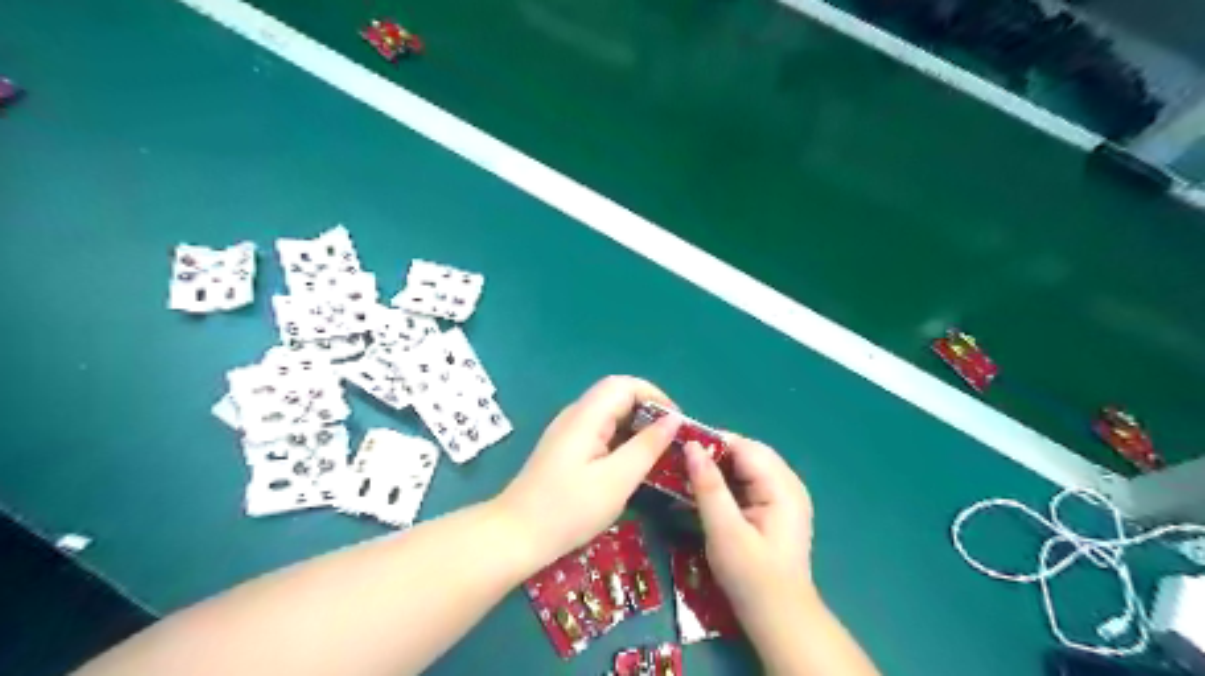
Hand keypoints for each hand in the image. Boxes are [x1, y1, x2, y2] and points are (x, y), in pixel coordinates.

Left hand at [489, 377, 675, 566]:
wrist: (514, 536)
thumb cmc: (568, 510)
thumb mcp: (616, 480)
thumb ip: (647, 446)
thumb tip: (673, 419)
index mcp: (586, 416)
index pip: (625, 385)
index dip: (655, 396)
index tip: (677, 422)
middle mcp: (575, 415)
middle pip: (617, 396)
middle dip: (648, 412)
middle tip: (672, 440)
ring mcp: (568, 432)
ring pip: (609, 414)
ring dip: (636, 427)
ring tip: (659, 453)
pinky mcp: (565, 449)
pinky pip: (600, 431)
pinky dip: (621, 440)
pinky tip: (632, 464)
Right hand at [687, 436, 819, 634]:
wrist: (780, 620)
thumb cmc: (752, 578)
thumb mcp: (725, 531)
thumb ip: (709, 486)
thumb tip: (691, 447)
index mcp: (782, 486)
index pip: (743, 447)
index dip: (710, 441)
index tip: (676, 445)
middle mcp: (787, 484)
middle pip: (745, 453)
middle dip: (712, 454)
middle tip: (677, 462)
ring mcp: (784, 496)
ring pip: (745, 467)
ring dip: (716, 469)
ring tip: (684, 475)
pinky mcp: (775, 508)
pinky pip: (747, 483)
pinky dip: (725, 484)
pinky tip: (703, 493)